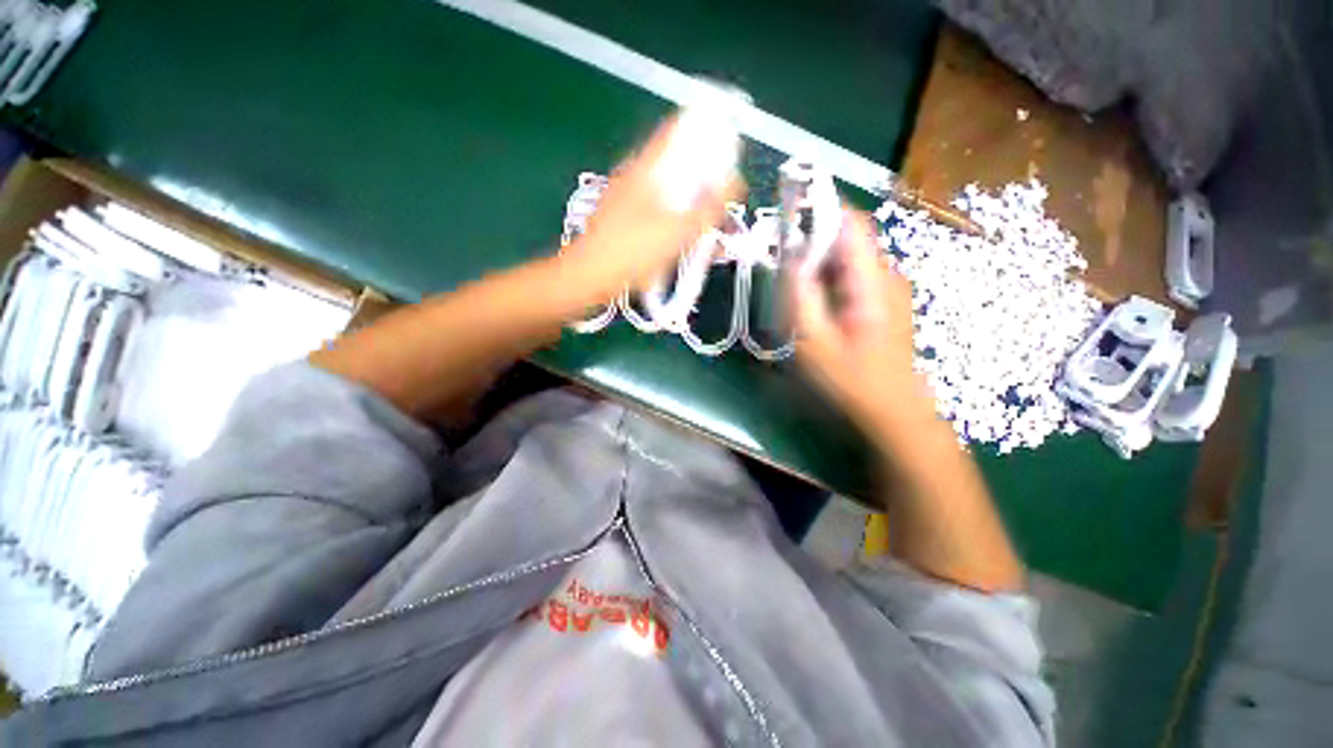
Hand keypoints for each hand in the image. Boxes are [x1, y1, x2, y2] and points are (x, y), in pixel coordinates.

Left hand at [561, 117, 743, 303]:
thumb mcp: (677, 232)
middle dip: (706, 182)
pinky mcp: (625, 219)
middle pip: (680, 164)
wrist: (587, 277)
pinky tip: (684, 246)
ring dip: (693, 208)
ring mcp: (629, 196)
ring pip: (671, 192)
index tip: (732, 157)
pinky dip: (676, 223)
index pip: (682, 128)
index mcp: (649, 166)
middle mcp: (638, 174)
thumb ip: (708, 208)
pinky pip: (659, 212)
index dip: (710, 132)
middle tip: (722, 208)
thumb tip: (736, 183)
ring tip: (707, 235)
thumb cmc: (631, 253)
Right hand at [790, 211, 933, 437]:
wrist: (892, 410)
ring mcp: (886, 286)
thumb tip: (790, 257)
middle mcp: (887, 275)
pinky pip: (850, 273)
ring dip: (817, 260)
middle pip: (847, 237)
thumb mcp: (815, 343)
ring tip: (790, 281)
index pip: (852, 225)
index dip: (820, 208)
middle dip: (811, 238)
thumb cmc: (853, 380)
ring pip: (846, 256)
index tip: (787, 205)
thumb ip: (801, 297)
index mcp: (874, 282)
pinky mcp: (881, 298)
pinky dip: (826, 276)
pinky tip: (810, 299)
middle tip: (778, 257)